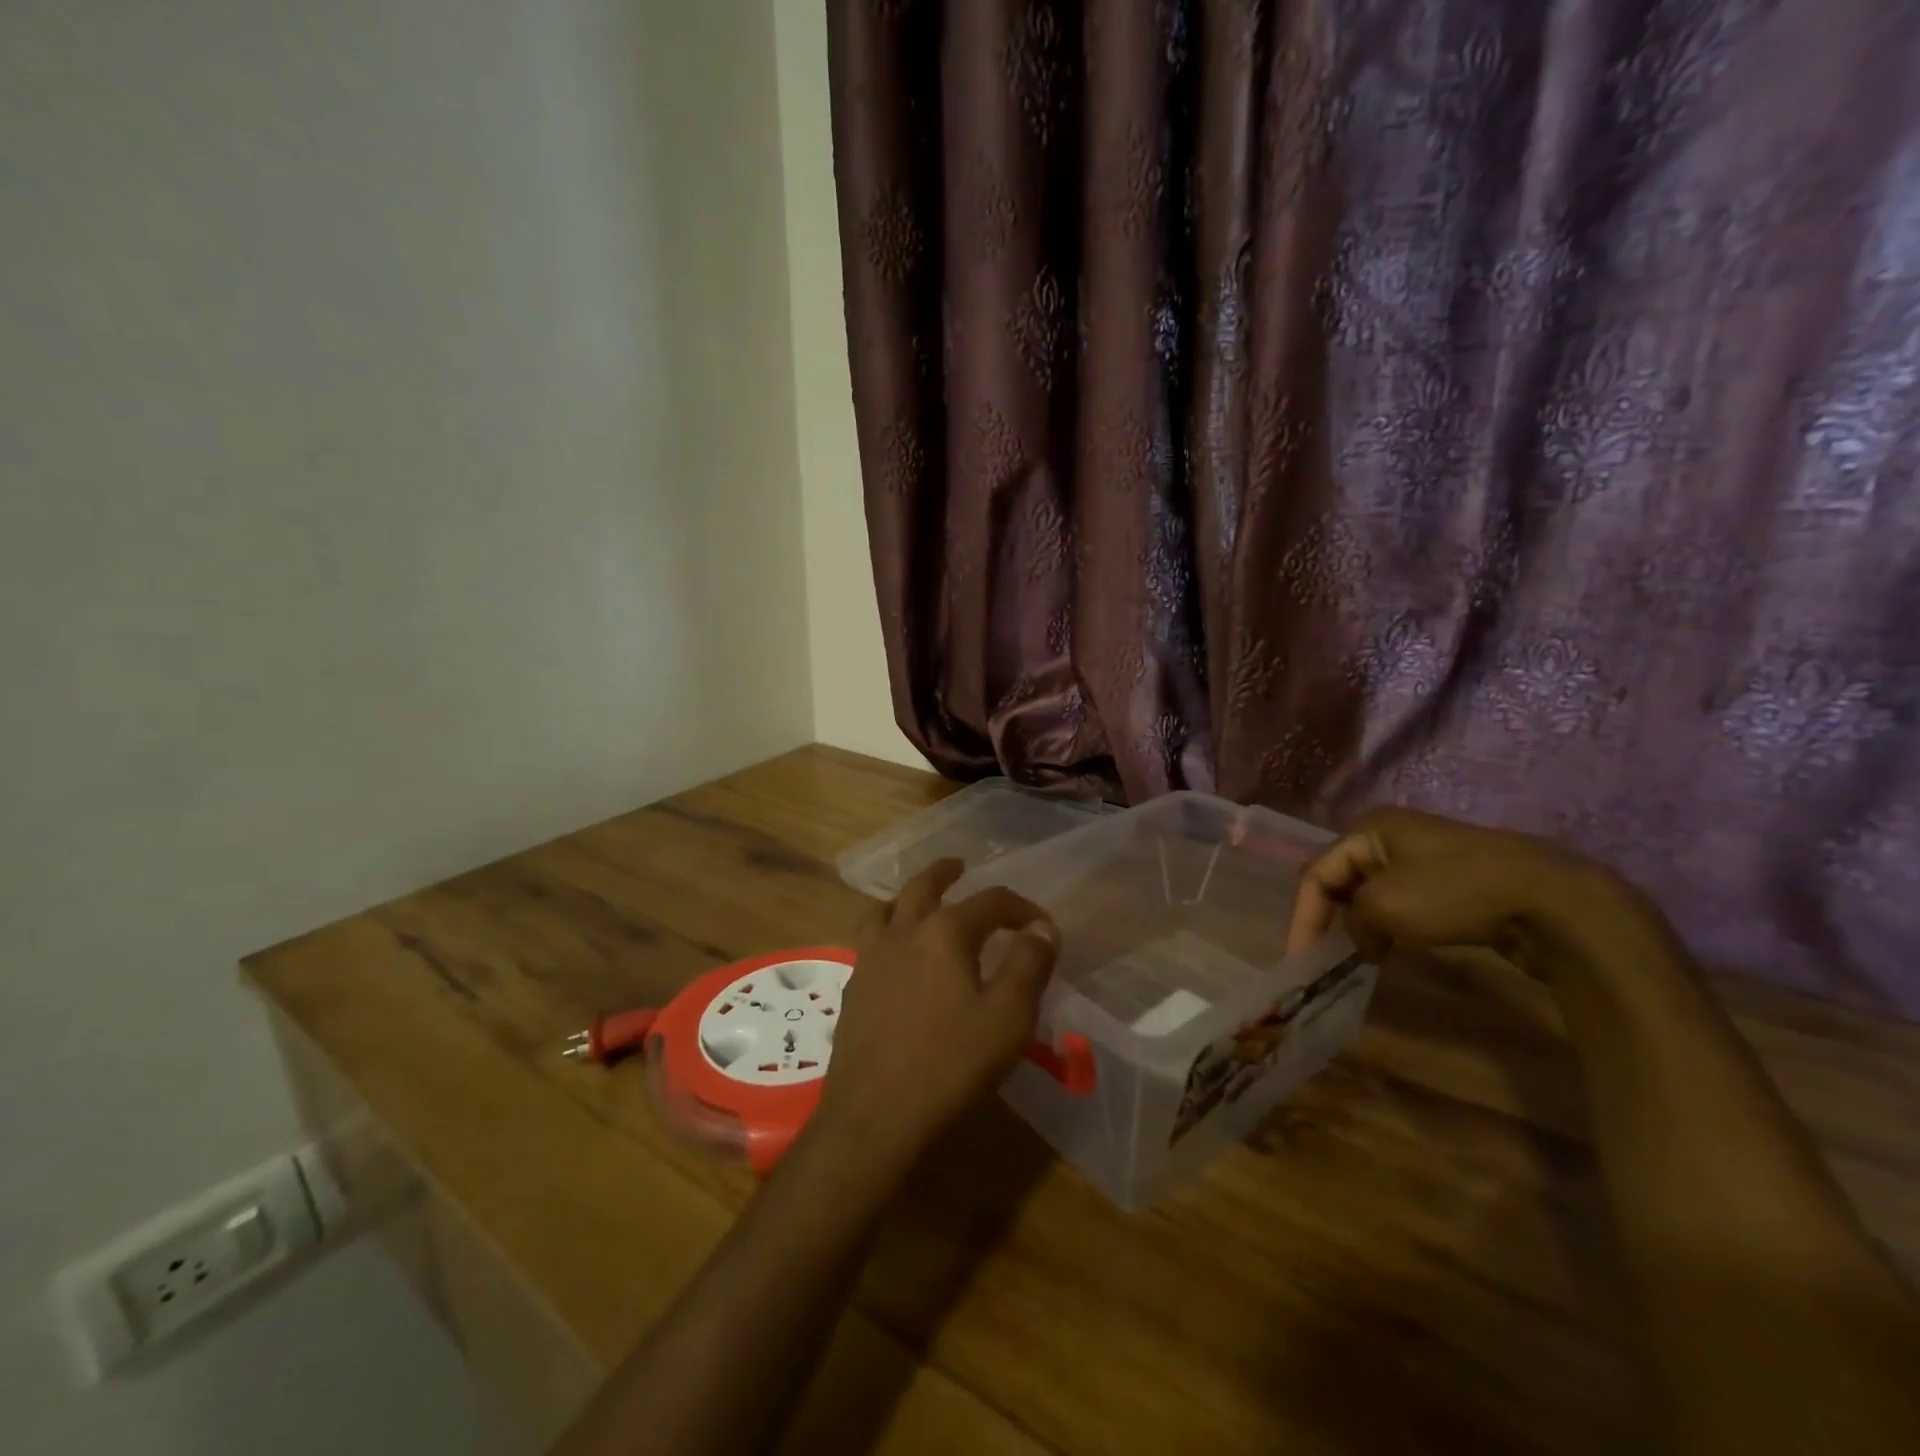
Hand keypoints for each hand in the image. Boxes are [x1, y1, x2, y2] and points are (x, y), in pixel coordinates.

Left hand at [814, 859, 1059, 1170]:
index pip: (990, 901)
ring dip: (907, 896)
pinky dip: (885, 929)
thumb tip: (1042, 927)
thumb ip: (1029, 964)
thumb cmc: (950, 1065)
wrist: (875, 1117)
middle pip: (923, 887)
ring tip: (918, 900)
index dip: (1021, 907)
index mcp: (944, 932)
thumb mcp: (1008, 1017)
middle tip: (959, 866)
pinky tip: (895, 953)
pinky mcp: (853, 989)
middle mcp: (902, 933)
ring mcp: (870, 959)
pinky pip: (867, 940)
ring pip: (885, 909)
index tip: (1042, 925)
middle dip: (945, 873)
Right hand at [1286, 806, 1643, 965]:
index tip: (1302, 958)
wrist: (1551, 900)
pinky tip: (1392, 949)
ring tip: (1356, 958)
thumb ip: (1353, 922)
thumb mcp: (1385, 907)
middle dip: (1329, 917)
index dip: (1304, 915)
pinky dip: (1389, 926)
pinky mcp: (1452, 881)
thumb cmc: (1454, 893)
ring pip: (1371, 892)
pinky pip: (1402, 902)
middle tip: (1323, 957)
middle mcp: (1392, 835)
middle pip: (1342, 878)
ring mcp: (1425, 856)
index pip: (1318, 871)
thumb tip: (1361, 939)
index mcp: (1369, 828)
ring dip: (1359, 925)